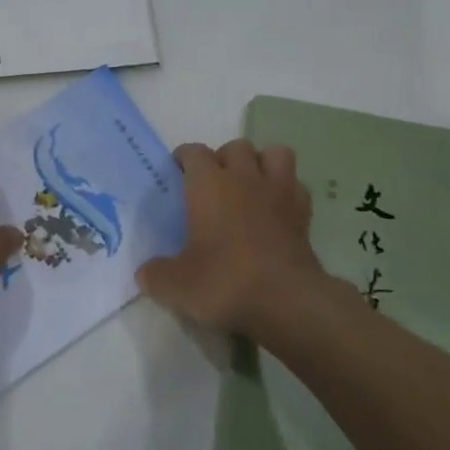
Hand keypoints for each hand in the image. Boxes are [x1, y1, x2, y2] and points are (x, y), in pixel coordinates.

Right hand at [136, 140, 326, 335]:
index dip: (185, 158)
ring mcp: (279, 193)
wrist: (287, 302)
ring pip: (275, 154)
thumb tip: (145, 274)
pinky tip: (277, 209)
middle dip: (224, 158)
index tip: (178, 171)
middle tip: (214, 183)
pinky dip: (287, 191)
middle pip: (236, 147)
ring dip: (262, 163)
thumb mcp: (177, 286)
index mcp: (209, 185)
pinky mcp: (304, 214)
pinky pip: (297, 186)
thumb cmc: (225, 282)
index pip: (194, 152)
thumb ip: (156, 275)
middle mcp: (244, 178)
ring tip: (251, 185)